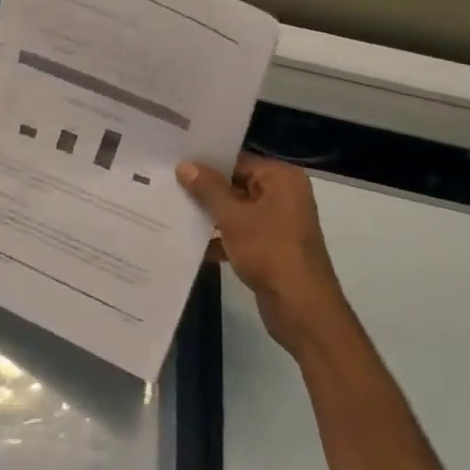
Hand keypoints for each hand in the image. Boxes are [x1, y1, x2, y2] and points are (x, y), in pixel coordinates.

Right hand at [178, 154, 340, 356]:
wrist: (302, 308)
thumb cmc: (270, 253)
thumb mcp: (233, 218)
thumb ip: (208, 189)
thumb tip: (185, 165)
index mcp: (281, 179)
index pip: (237, 160)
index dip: (206, 163)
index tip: (174, 163)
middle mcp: (283, 194)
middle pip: (236, 184)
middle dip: (204, 191)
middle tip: (167, 185)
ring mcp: (278, 222)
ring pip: (236, 210)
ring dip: (209, 216)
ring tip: (171, 211)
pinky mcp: (271, 246)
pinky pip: (240, 233)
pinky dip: (220, 238)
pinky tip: (190, 244)